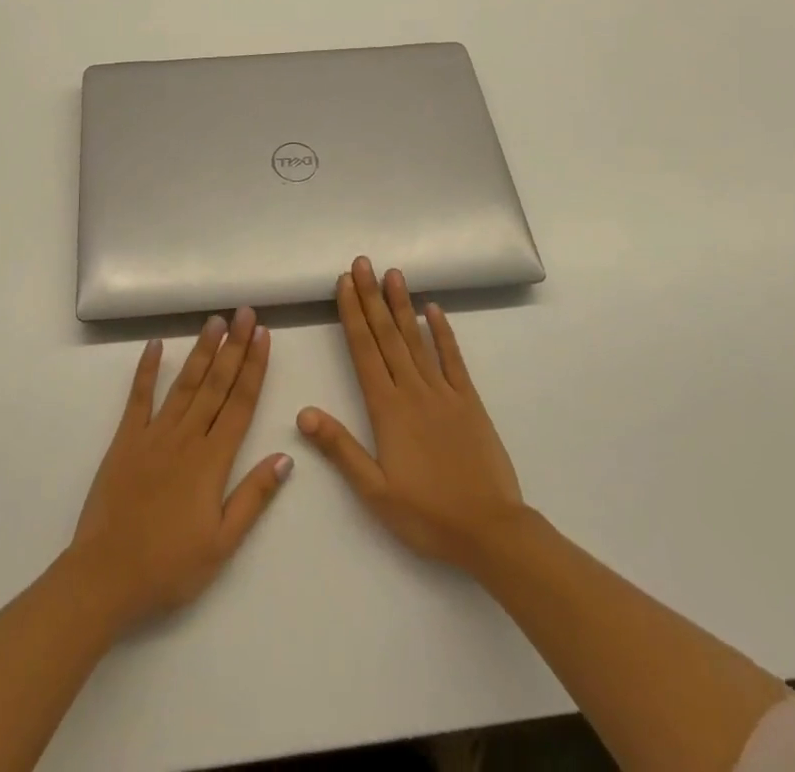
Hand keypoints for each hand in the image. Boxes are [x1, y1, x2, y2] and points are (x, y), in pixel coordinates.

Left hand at [68, 307, 292, 632]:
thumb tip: (285, 457)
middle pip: (216, 384)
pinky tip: (156, 345)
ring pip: (184, 383)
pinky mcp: (125, 439)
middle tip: (245, 312)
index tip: (263, 335)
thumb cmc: (169, 566)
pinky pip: (138, 397)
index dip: (254, 367)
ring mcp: (153, 434)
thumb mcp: (223, 544)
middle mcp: (186, 437)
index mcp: (212, 461)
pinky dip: (146, 369)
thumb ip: (254, 497)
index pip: (241, 403)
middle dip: (233, 346)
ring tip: (215, 320)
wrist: (106, 575)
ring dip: (201, 350)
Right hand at [298, 257, 524, 571]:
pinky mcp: (469, 401)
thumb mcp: (375, 491)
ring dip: (403, 304)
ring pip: (418, 339)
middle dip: (372, 296)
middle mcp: (413, 390)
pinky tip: (435, 310)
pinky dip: (443, 332)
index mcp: (387, 408)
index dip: (352, 313)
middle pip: (387, 335)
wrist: (491, 531)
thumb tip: (303, 412)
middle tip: (363, 262)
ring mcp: (444, 392)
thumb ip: (340, 448)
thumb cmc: (428, 515)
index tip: (344, 282)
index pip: (364, 350)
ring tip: (393, 273)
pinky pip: (453, 359)